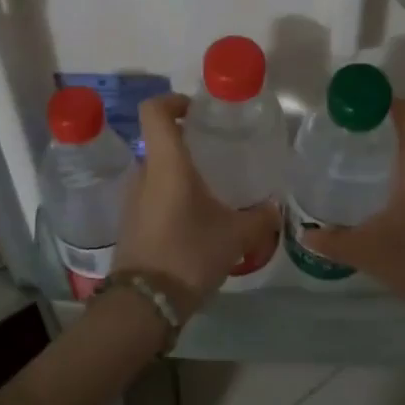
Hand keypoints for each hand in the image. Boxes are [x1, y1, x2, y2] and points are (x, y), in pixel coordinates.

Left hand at [114, 94, 282, 315]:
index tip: (199, 111)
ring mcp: (131, 199)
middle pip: (160, 142)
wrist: (144, 304)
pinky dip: (172, 197)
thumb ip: (260, 218)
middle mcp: (143, 173)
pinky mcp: (130, 222)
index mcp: (166, 164)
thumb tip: (275, 207)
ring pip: (157, 171)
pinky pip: (152, 195)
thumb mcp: (236, 236)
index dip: (174, 101)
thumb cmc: (189, 254)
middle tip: (219, 155)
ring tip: (212, 190)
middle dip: (187, 143)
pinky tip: (196, 219)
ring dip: (180, 174)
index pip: (154, 111)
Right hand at [301, 99, 404, 328]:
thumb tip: (304, 234)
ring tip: (358, 178)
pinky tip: (384, 214)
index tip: (358, 107)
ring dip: (392, 166)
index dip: (388, 102)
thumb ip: (334, 241)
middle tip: (345, 146)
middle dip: (380, 137)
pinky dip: (404, 189)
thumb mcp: (370, 253)